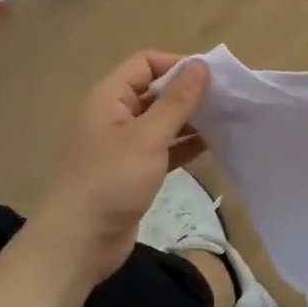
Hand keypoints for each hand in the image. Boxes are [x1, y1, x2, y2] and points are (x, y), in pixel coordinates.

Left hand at [28, 51, 209, 286]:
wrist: (79, 243)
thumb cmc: (111, 182)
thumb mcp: (148, 136)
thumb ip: (177, 100)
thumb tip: (202, 65)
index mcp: (109, 98)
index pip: (146, 63)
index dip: (178, 65)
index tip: (213, 78)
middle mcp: (115, 116)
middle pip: (156, 91)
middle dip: (189, 92)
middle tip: (228, 99)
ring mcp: (125, 145)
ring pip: (163, 121)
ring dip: (191, 119)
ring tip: (227, 120)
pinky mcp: (135, 171)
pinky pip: (165, 147)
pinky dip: (186, 144)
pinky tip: (213, 145)